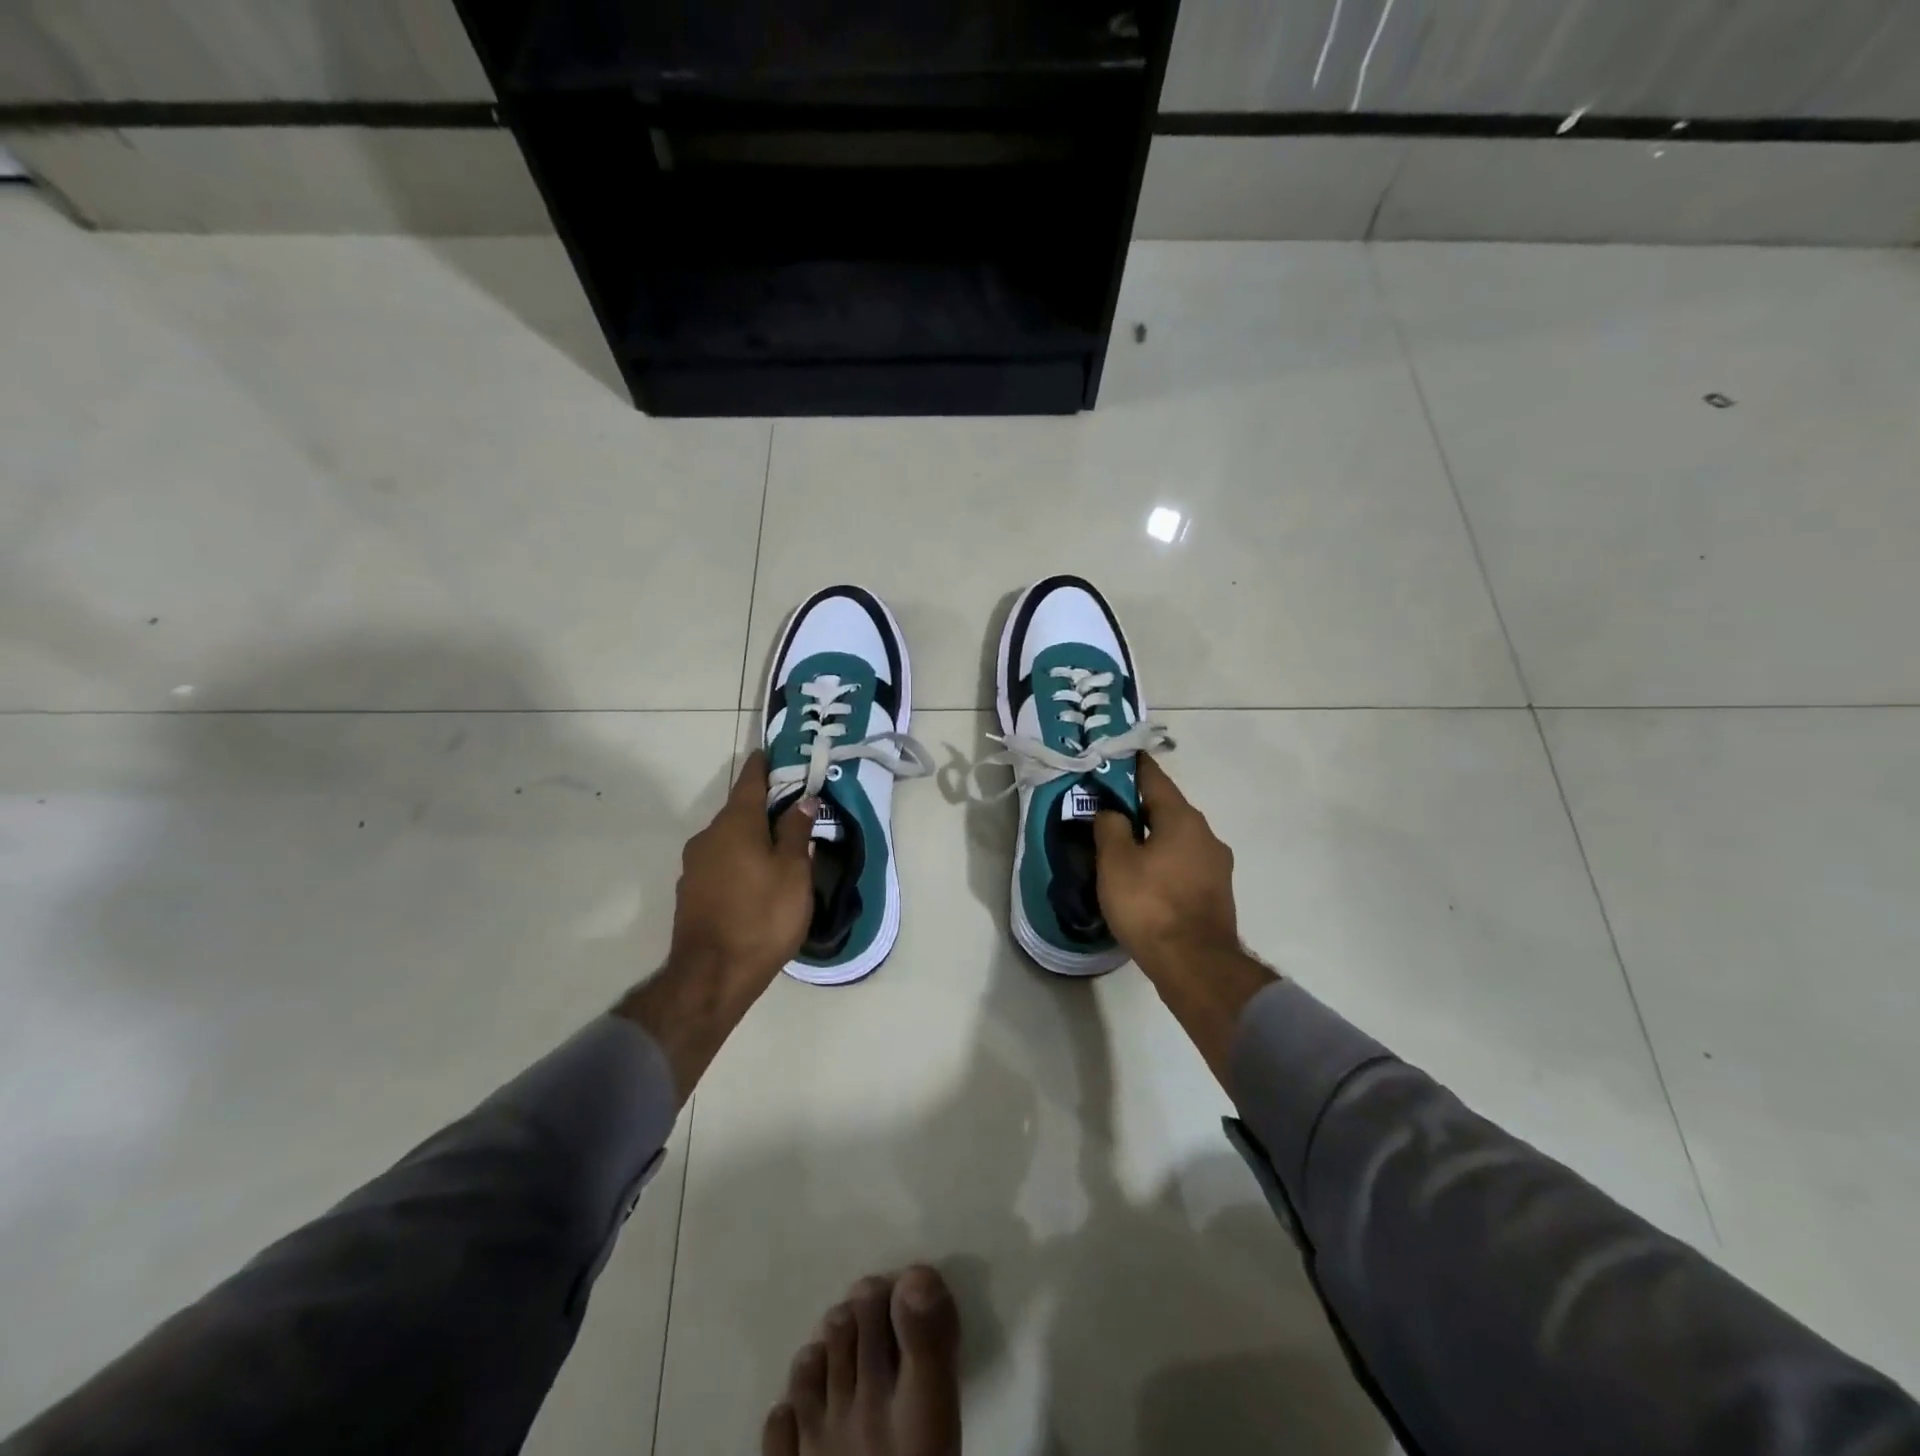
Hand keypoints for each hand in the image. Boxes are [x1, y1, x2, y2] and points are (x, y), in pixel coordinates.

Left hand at [669, 751, 817, 986]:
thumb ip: (796, 832)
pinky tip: (755, 880)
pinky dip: (738, 861)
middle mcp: (708, 837)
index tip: (770, 754)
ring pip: (728, 839)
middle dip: (762, 808)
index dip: (762, 767)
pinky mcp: (690, 892)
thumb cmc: (762, 916)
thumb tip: (802, 801)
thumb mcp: (793, 872)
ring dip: (750, 837)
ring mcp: (694, 865)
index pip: (750, 782)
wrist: (712, 975)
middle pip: (738, 812)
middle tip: (791, 811)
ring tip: (777, 849)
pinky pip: (719, 863)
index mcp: (735, 824)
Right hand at [1094, 754, 1275, 1084]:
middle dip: (1138, 807)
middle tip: (1106, 809)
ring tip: (1122, 847)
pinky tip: (1144, 877)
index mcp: (1182, 818)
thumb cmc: (1150, 905)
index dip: (1132, 766)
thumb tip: (1111, 812)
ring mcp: (1215, 865)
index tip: (1115, 757)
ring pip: (1176, 839)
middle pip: (1166, 809)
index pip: (1154, 778)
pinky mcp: (1216, 893)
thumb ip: (1109, 827)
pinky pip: (1183, 864)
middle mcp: (1206, 834)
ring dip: (1152, 837)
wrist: (1195, 965)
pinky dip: (1163, 862)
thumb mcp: (1115, 861)